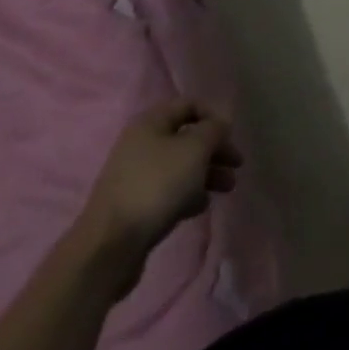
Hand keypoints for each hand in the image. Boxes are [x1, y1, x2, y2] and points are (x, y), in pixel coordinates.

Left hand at [79, 99, 241, 254]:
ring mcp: (136, 175)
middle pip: (187, 137)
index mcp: (151, 122)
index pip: (189, 105)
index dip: (214, 116)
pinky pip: (169, 190)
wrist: (112, 244)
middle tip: (237, 166)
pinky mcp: (136, 204)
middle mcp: (141, 143)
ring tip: (227, 189)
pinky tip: (200, 207)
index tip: (232, 137)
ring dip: (206, 173)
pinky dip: (188, 193)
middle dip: (215, 150)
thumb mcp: (194, 149)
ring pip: (180, 166)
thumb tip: (219, 124)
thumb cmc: (157, 185)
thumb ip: (213, 130)